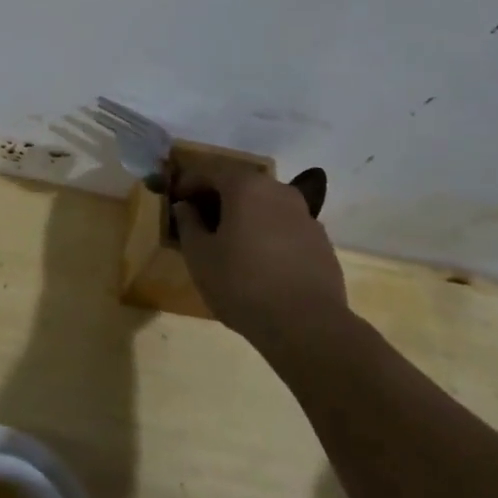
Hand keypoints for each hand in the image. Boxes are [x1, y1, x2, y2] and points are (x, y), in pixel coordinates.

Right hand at [171, 160, 348, 347]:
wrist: (307, 326)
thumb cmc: (242, 284)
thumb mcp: (199, 255)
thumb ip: (188, 223)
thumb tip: (186, 207)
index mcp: (246, 187)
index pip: (209, 171)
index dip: (188, 183)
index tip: (176, 200)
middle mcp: (278, 190)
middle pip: (240, 185)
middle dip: (218, 198)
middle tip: (200, 220)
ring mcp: (305, 215)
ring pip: (265, 205)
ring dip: (245, 216)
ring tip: (230, 243)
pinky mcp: (321, 241)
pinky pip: (285, 227)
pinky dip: (268, 233)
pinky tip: (260, 261)